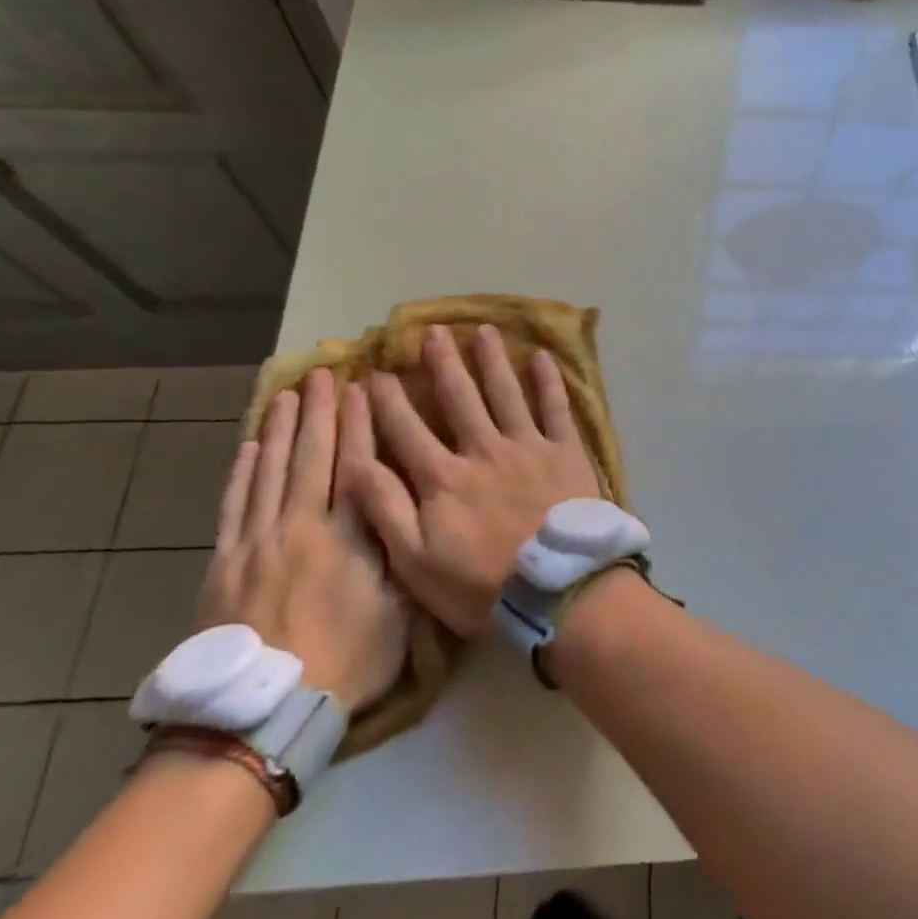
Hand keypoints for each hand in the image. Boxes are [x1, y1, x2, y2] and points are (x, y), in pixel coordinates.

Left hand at [198, 367, 406, 711]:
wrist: (262, 712)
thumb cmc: (345, 662)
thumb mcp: (398, 612)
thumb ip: (401, 557)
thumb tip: (411, 515)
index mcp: (346, 538)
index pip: (355, 466)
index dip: (359, 426)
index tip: (361, 390)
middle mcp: (299, 528)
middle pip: (309, 459)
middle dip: (318, 414)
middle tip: (321, 375)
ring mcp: (256, 543)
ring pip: (268, 473)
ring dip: (278, 431)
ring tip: (285, 396)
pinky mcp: (224, 563)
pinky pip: (233, 506)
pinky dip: (241, 473)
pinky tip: (247, 448)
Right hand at [338, 323, 601, 634]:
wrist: (558, 587)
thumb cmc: (482, 584)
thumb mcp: (415, 560)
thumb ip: (385, 509)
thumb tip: (351, 462)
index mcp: (444, 478)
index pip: (406, 430)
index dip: (387, 402)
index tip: (375, 373)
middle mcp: (484, 450)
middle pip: (459, 398)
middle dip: (442, 364)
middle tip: (432, 331)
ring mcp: (528, 446)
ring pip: (505, 393)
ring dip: (492, 360)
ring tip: (483, 331)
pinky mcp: (566, 451)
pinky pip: (556, 408)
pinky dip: (549, 382)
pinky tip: (543, 356)